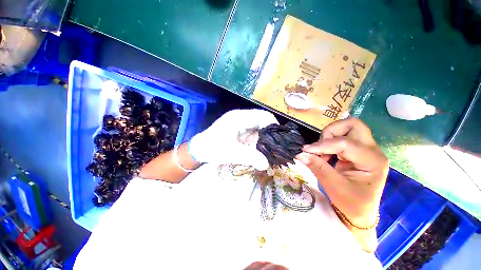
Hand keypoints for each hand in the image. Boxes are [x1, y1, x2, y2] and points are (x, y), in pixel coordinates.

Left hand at [188, 109, 278, 170]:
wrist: (200, 149)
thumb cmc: (212, 148)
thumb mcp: (231, 153)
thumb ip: (249, 157)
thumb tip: (266, 164)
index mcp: (239, 117)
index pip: (262, 115)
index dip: (273, 125)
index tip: (279, 140)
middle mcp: (242, 117)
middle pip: (263, 121)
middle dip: (271, 134)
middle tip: (276, 147)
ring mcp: (242, 124)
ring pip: (260, 128)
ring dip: (266, 138)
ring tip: (270, 150)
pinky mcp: (241, 131)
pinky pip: (255, 134)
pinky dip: (260, 141)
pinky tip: (261, 150)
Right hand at [296, 118, 387, 227]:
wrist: (360, 211)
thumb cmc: (351, 203)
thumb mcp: (334, 186)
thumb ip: (318, 167)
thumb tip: (300, 154)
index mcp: (373, 161)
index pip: (345, 143)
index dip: (322, 145)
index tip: (305, 150)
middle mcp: (372, 150)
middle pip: (353, 125)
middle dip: (331, 132)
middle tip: (320, 146)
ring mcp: (365, 149)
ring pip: (347, 127)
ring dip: (329, 136)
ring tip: (321, 153)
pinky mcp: (357, 150)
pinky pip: (341, 136)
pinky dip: (329, 142)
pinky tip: (325, 154)